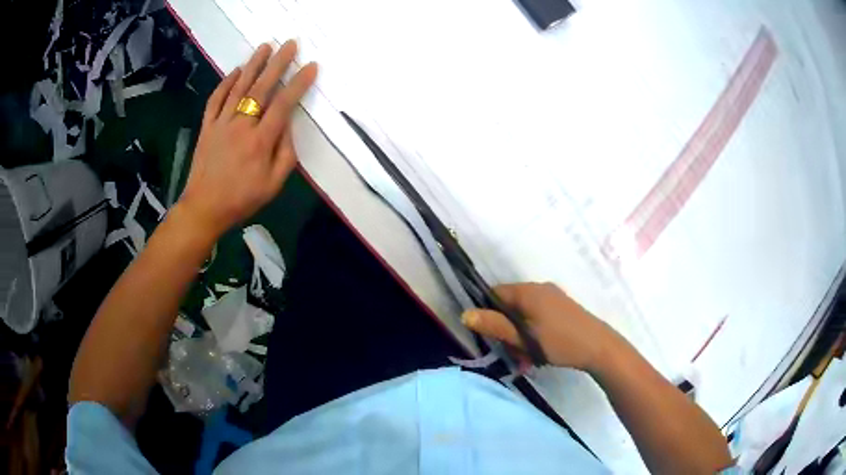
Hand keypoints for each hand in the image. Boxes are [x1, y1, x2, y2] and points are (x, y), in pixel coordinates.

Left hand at [178, 41, 317, 237]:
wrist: (204, 208)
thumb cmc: (242, 199)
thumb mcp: (273, 185)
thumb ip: (286, 153)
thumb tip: (287, 125)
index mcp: (260, 141)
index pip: (283, 105)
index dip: (298, 83)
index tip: (310, 66)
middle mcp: (241, 126)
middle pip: (261, 88)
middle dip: (277, 64)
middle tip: (289, 44)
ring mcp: (221, 124)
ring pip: (238, 88)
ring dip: (253, 65)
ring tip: (265, 47)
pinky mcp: (207, 126)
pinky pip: (216, 100)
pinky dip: (226, 83)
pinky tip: (236, 71)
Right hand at [462, 282, 618, 371]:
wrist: (599, 347)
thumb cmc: (559, 342)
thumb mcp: (524, 338)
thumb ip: (494, 326)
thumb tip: (465, 314)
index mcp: (528, 291)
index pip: (495, 293)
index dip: (487, 313)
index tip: (490, 336)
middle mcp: (539, 288)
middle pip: (509, 307)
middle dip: (507, 332)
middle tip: (513, 355)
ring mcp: (552, 298)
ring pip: (524, 316)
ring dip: (520, 338)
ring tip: (528, 360)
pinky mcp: (561, 309)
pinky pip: (537, 319)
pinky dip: (533, 335)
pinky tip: (538, 354)